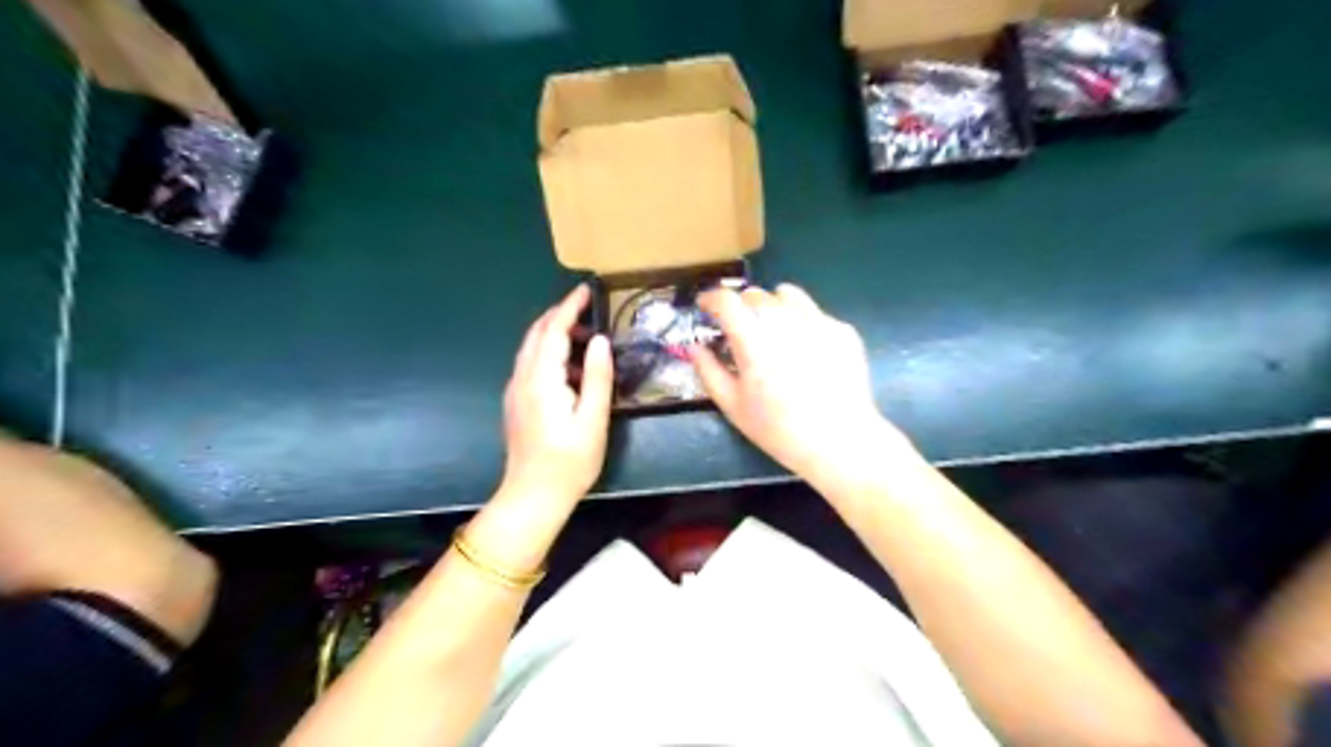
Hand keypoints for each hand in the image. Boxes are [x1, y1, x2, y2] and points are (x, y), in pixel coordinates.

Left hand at [498, 282, 608, 508]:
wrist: (533, 495)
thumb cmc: (569, 461)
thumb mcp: (593, 420)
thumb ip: (596, 377)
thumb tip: (599, 340)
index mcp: (541, 380)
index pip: (553, 330)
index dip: (569, 307)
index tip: (586, 290)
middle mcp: (522, 378)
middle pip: (536, 333)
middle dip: (559, 315)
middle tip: (587, 309)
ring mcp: (515, 390)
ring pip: (531, 348)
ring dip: (554, 333)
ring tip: (586, 336)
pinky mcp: (517, 402)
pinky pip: (531, 364)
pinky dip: (549, 352)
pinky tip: (570, 367)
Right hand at [685, 282, 915, 490]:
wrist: (840, 441)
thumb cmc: (779, 429)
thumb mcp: (733, 406)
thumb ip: (708, 372)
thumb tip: (694, 348)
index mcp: (754, 340)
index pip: (726, 300)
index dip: (711, 298)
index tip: (705, 307)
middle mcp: (785, 321)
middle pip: (755, 295)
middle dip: (741, 307)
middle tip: (739, 330)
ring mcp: (818, 321)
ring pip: (787, 295)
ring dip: (772, 306)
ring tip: (773, 332)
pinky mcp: (842, 329)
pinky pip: (814, 313)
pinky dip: (802, 322)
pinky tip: (806, 352)